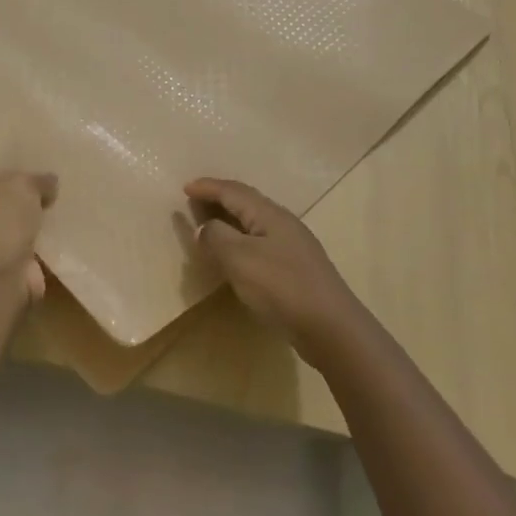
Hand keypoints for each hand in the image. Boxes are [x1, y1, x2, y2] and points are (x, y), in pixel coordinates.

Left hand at [0, 170, 58, 300]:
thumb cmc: (2, 217)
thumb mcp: (26, 185)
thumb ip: (39, 180)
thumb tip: (50, 182)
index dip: (13, 173)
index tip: (38, 175)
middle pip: (3, 202)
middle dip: (25, 202)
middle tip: (54, 195)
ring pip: (15, 228)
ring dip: (33, 227)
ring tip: (61, 218)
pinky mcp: (4, 266)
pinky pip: (26, 252)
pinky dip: (40, 251)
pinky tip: (58, 244)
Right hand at [186, 177, 367, 358]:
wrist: (331, 328)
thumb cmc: (281, 287)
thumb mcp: (239, 258)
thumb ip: (216, 237)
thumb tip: (205, 228)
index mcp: (269, 215)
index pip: (233, 191)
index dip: (208, 187)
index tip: (185, 187)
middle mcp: (283, 224)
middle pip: (246, 203)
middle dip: (218, 200)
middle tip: (193, 204)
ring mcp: (293, 247)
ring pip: (254, 223)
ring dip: (229, 221)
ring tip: (209, 227)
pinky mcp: (296, 269)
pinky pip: (260, 243)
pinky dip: (240, 241)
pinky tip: (234, 256)